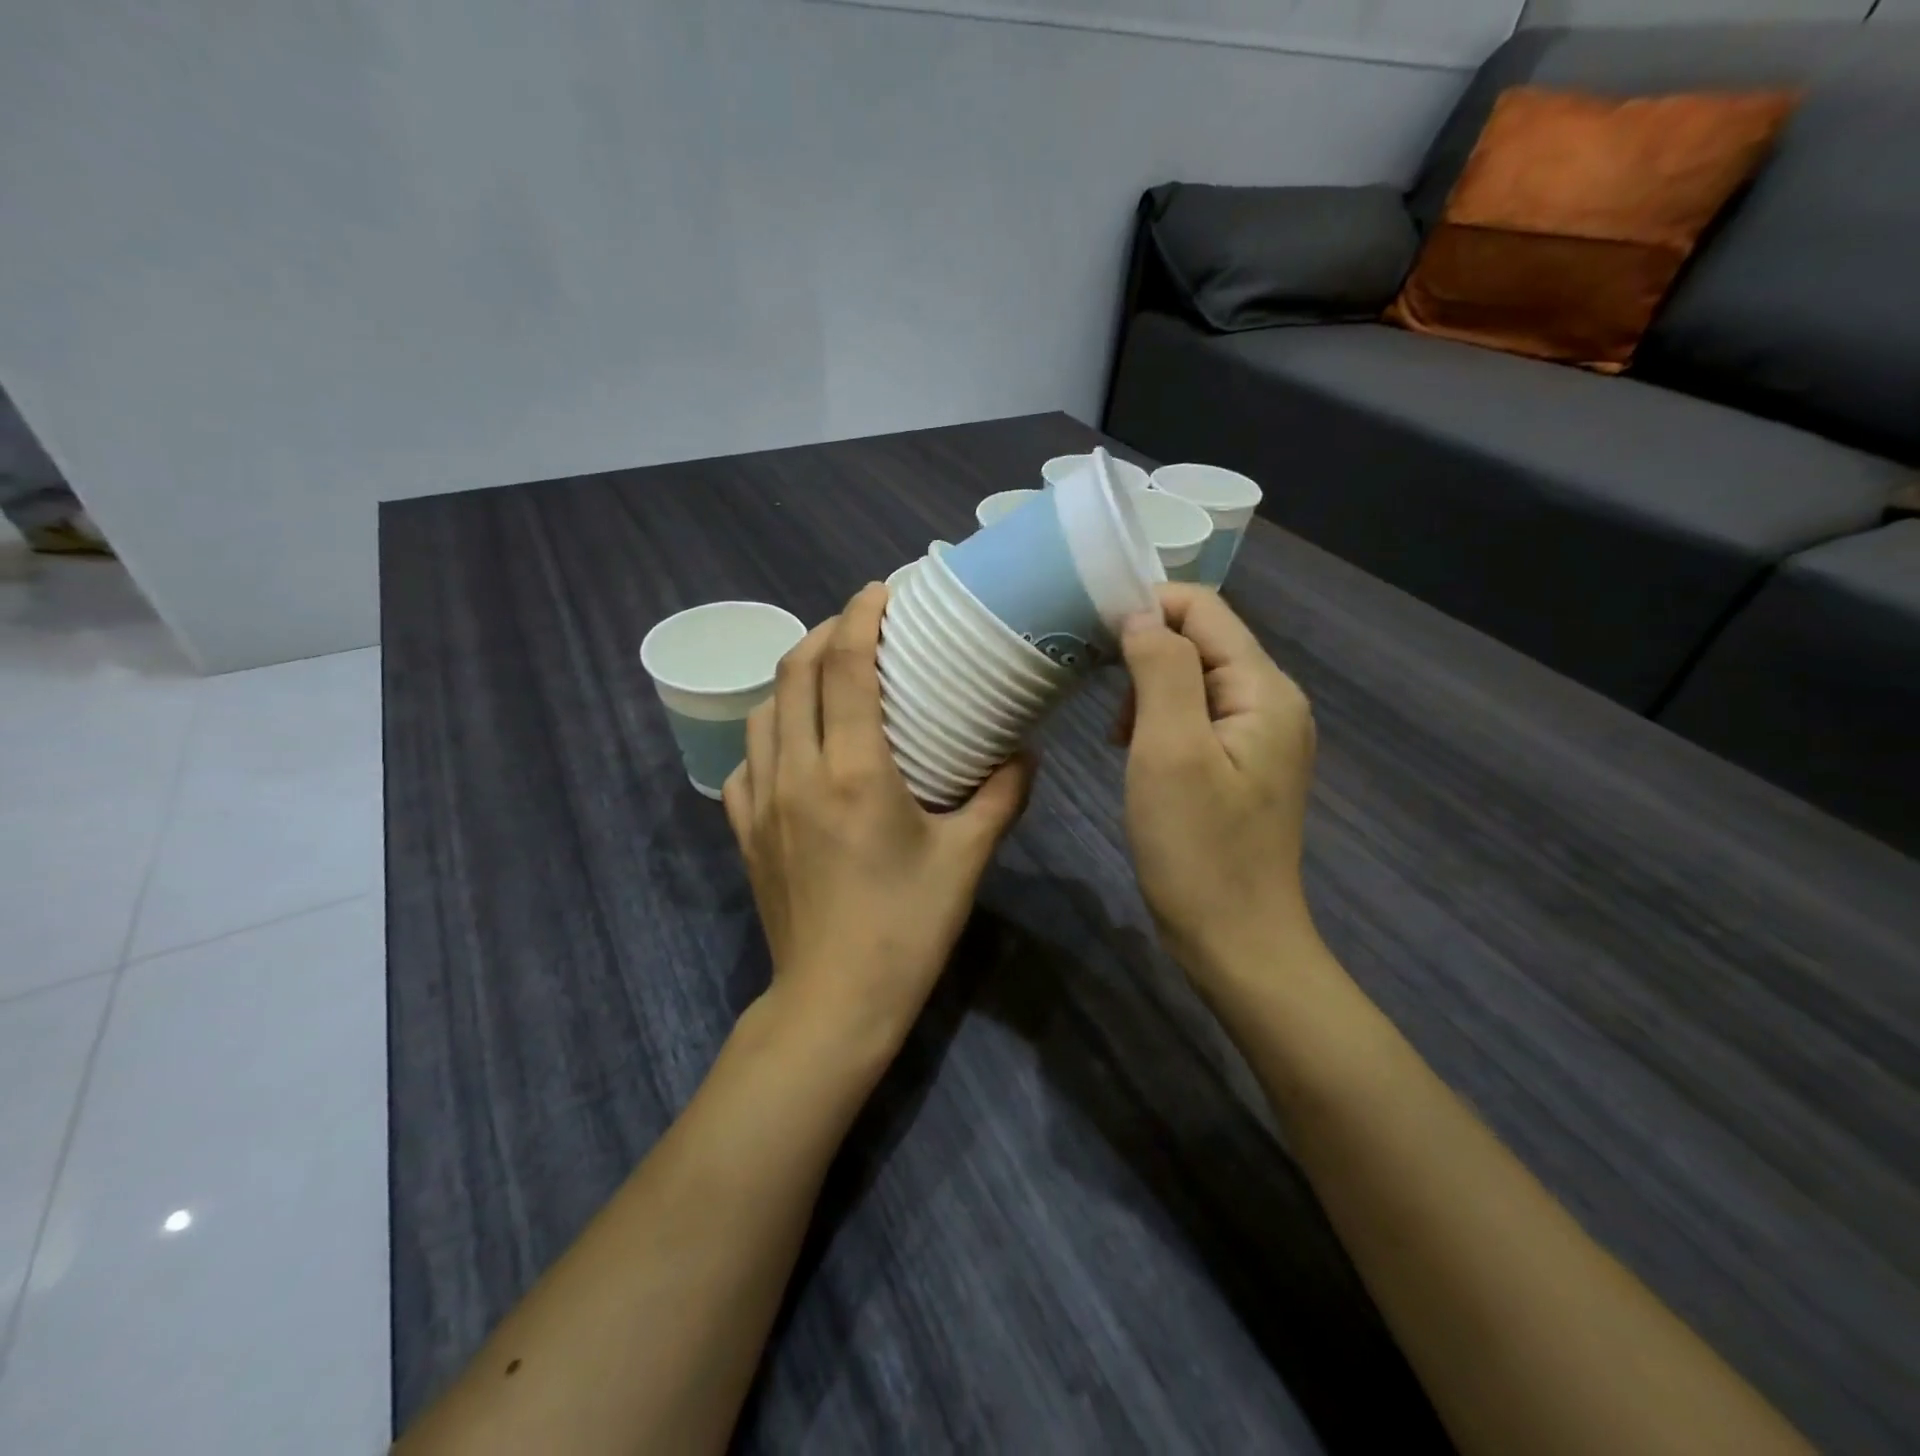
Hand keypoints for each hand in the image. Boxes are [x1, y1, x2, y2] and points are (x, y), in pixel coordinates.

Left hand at [724, 583, 1035, 1047]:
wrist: (835, 1001)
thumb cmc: (907, 928)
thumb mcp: (966, 859)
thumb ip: (1001, 796)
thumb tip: (1024, 753)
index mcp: (855, 771)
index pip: (846, 667)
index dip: (860, 617)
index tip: (880, 590)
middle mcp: (798, 772)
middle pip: (795, 673)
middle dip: (825, 633)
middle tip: (860, 624)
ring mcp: (763, 800)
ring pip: (763, 710)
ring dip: (792, 677)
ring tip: (826, 674)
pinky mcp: (746, 831)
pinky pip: (746, 760)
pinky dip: (768, 732)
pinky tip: (792, 743)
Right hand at [1116, 584, 1317, 983]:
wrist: (1237, 942)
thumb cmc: (1197, 850)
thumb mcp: (1170, 751)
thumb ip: (1161, 671)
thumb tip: (1140, 615)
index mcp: (1263, 689)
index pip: (1204, 608)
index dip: (1147, 606)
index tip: (1092, 636)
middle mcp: (1272, 701)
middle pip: (1202, 640)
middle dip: (1145, 653)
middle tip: (1099, 695)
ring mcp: (1262, 736)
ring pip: (1195, 679)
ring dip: (1149, 691)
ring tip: (1120, 737)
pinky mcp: (1244, 765)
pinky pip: (1199, 717)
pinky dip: (1161, 721)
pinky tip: (1139, 755)